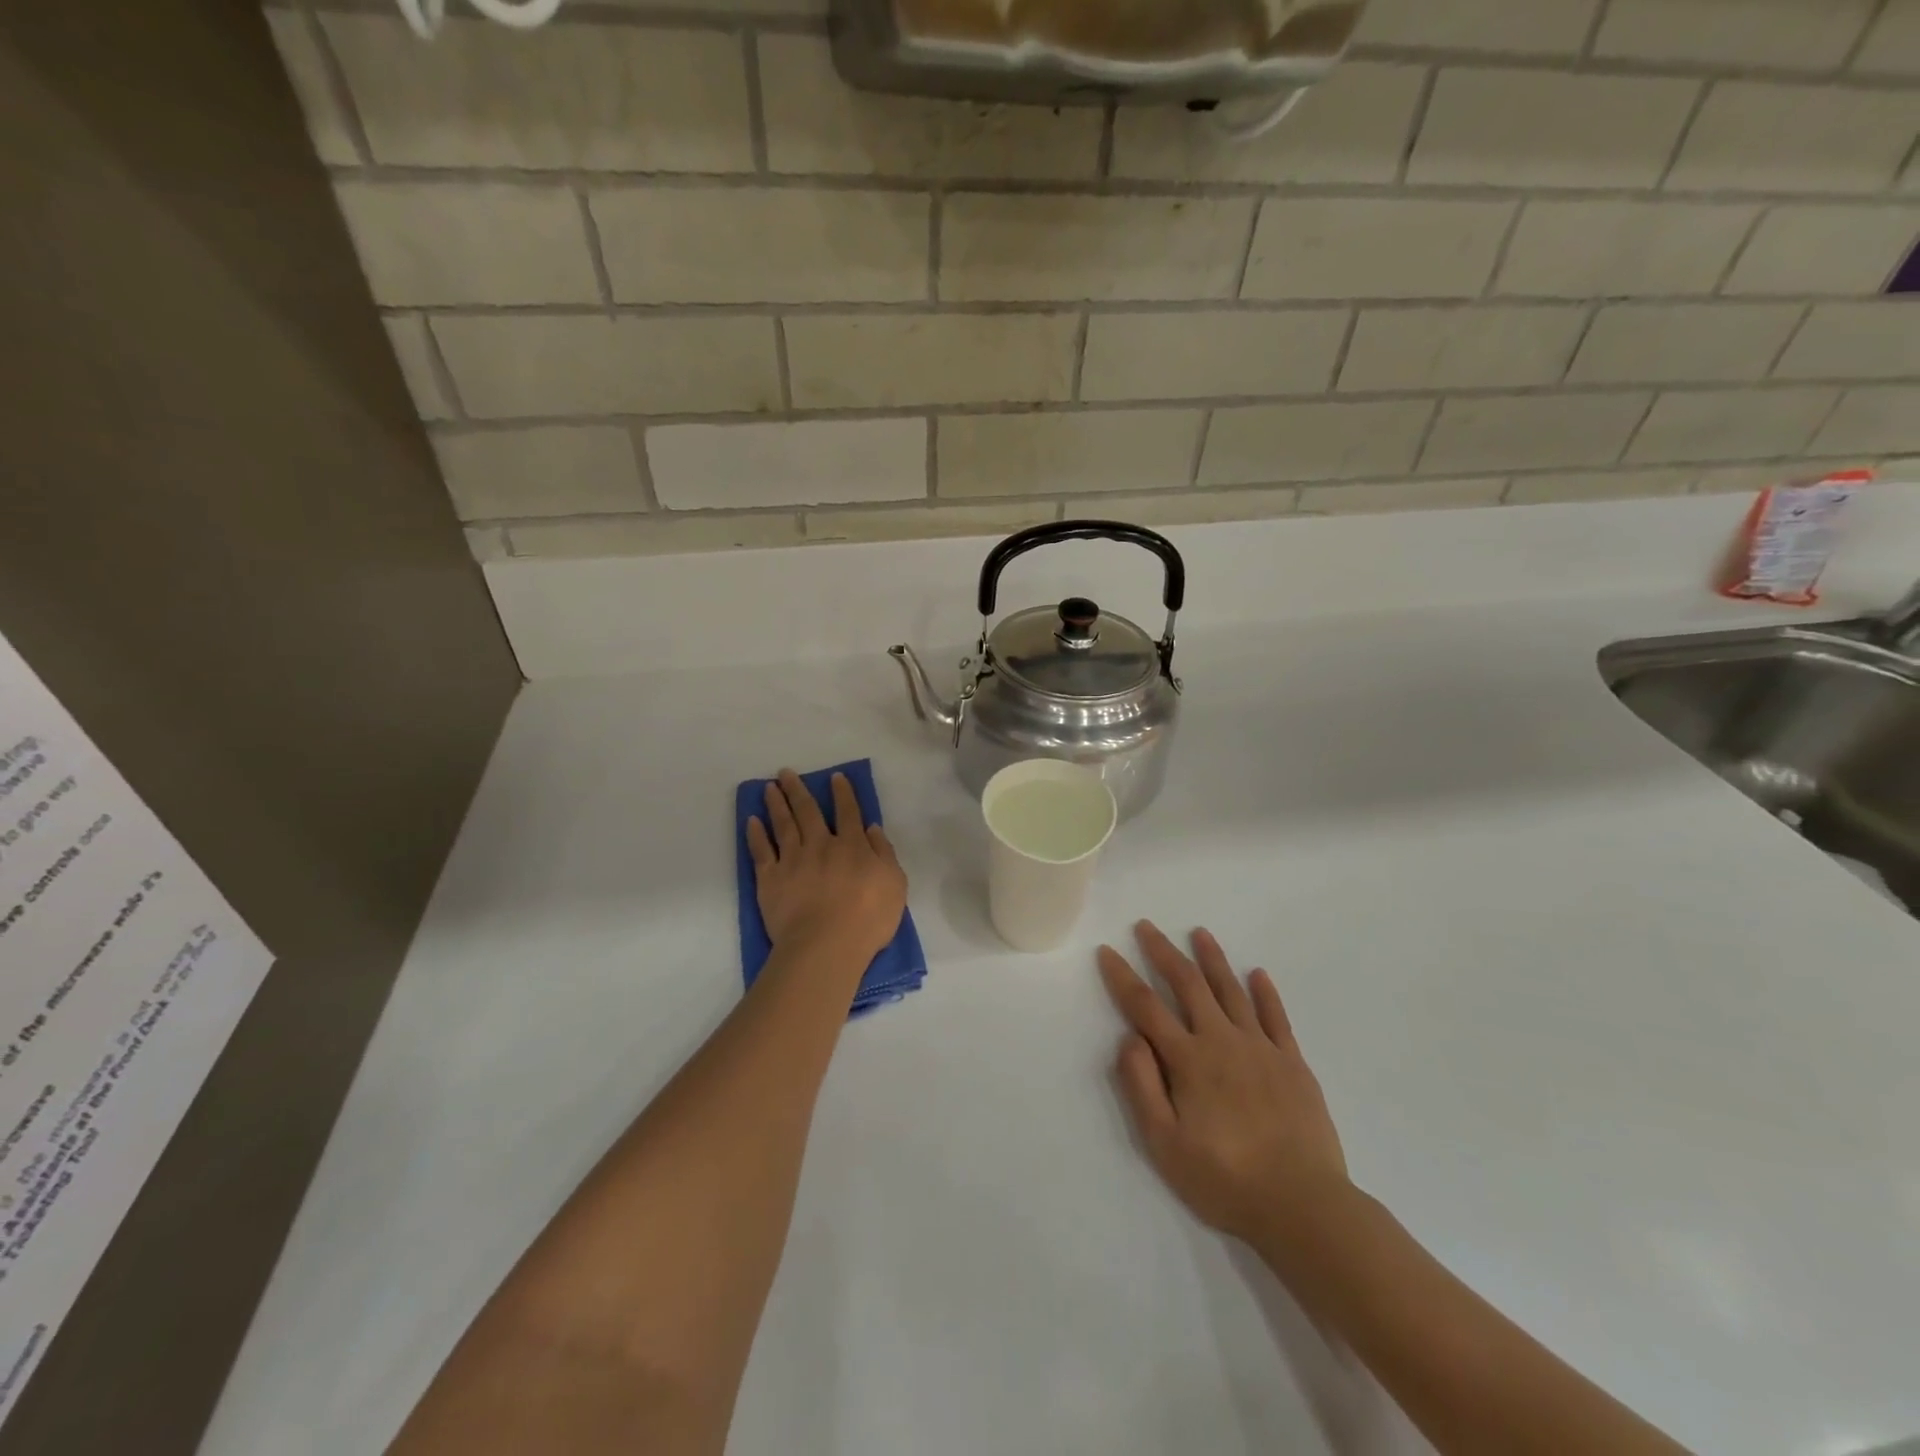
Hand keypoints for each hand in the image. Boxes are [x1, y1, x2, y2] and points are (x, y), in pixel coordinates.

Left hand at [747, 770, 907, 963]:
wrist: (826, 945)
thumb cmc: (868, 919)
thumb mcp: (895, 885)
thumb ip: (884, 854)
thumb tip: (872, 829)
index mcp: (852, 846)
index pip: (848, 812)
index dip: (843, 793)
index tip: (835, 777)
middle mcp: (820, 845)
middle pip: (808, 811)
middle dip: (798, 789)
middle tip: (786, 772)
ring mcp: (792, 860)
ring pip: (783, 825)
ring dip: (776, 804)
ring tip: (768, 787)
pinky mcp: (770, 879)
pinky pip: (761, 851)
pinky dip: (755, 835)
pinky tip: (751, 821)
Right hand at [1098, 922, 1348, 1246]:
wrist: (1303, 1206)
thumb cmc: (1225, 1179)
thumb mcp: (1165, 1144)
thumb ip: (1142, 1087)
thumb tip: (1129, 1038)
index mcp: (1188, 1060)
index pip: (1146, 1007)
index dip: (1122, 977)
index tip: (1107, 951)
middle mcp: (1222, 1041)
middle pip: (1188, 984)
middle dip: (1164, 952)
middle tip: (1147, 926)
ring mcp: (1261, 1048)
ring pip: (1231, 991)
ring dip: (1213, 959)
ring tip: (1199, 933)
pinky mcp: (1293, 1063)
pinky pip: (1277, 1017)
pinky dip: (1265, 992)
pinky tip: (1258, 974)